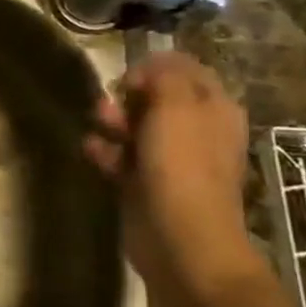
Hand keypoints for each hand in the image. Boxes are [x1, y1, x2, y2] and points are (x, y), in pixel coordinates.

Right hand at [84, 52, 261, 306]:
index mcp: (214, 109)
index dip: (156, 67)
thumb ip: (164, 76)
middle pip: (157, 99)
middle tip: (111, 103)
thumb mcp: (176, 107)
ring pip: (136, 127)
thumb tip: (149, 67)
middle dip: (129, 96)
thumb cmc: (182, 167)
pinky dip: (105, 150)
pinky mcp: (145, 183)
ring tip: (98, 124)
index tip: (130, 76)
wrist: (180, 238)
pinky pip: (121, 157)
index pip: (186, 71)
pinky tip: (91, 148)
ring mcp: (171, 159)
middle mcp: (197, 131)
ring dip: (113, 121)